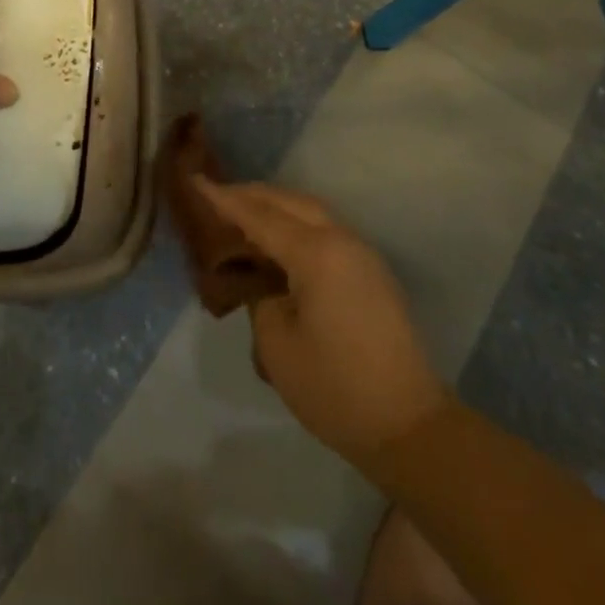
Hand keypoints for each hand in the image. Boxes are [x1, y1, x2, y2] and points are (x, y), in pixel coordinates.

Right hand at [198, 180, 450, 467]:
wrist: (408, 424)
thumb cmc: (335, 388)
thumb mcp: (277, 345)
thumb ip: (261, 298)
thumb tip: (264, 281)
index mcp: (316, 253)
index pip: (260, 216)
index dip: (224, 199)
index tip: (196, 179)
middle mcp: (342, 240)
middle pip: (289, 201)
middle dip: (252, 194)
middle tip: (216, 193)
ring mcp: (361, 253)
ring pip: (311, 210)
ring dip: (276, 205)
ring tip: (244, 211)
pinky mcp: (371, 271)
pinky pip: (326, 229)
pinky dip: (297, 222)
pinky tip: (280, 238)